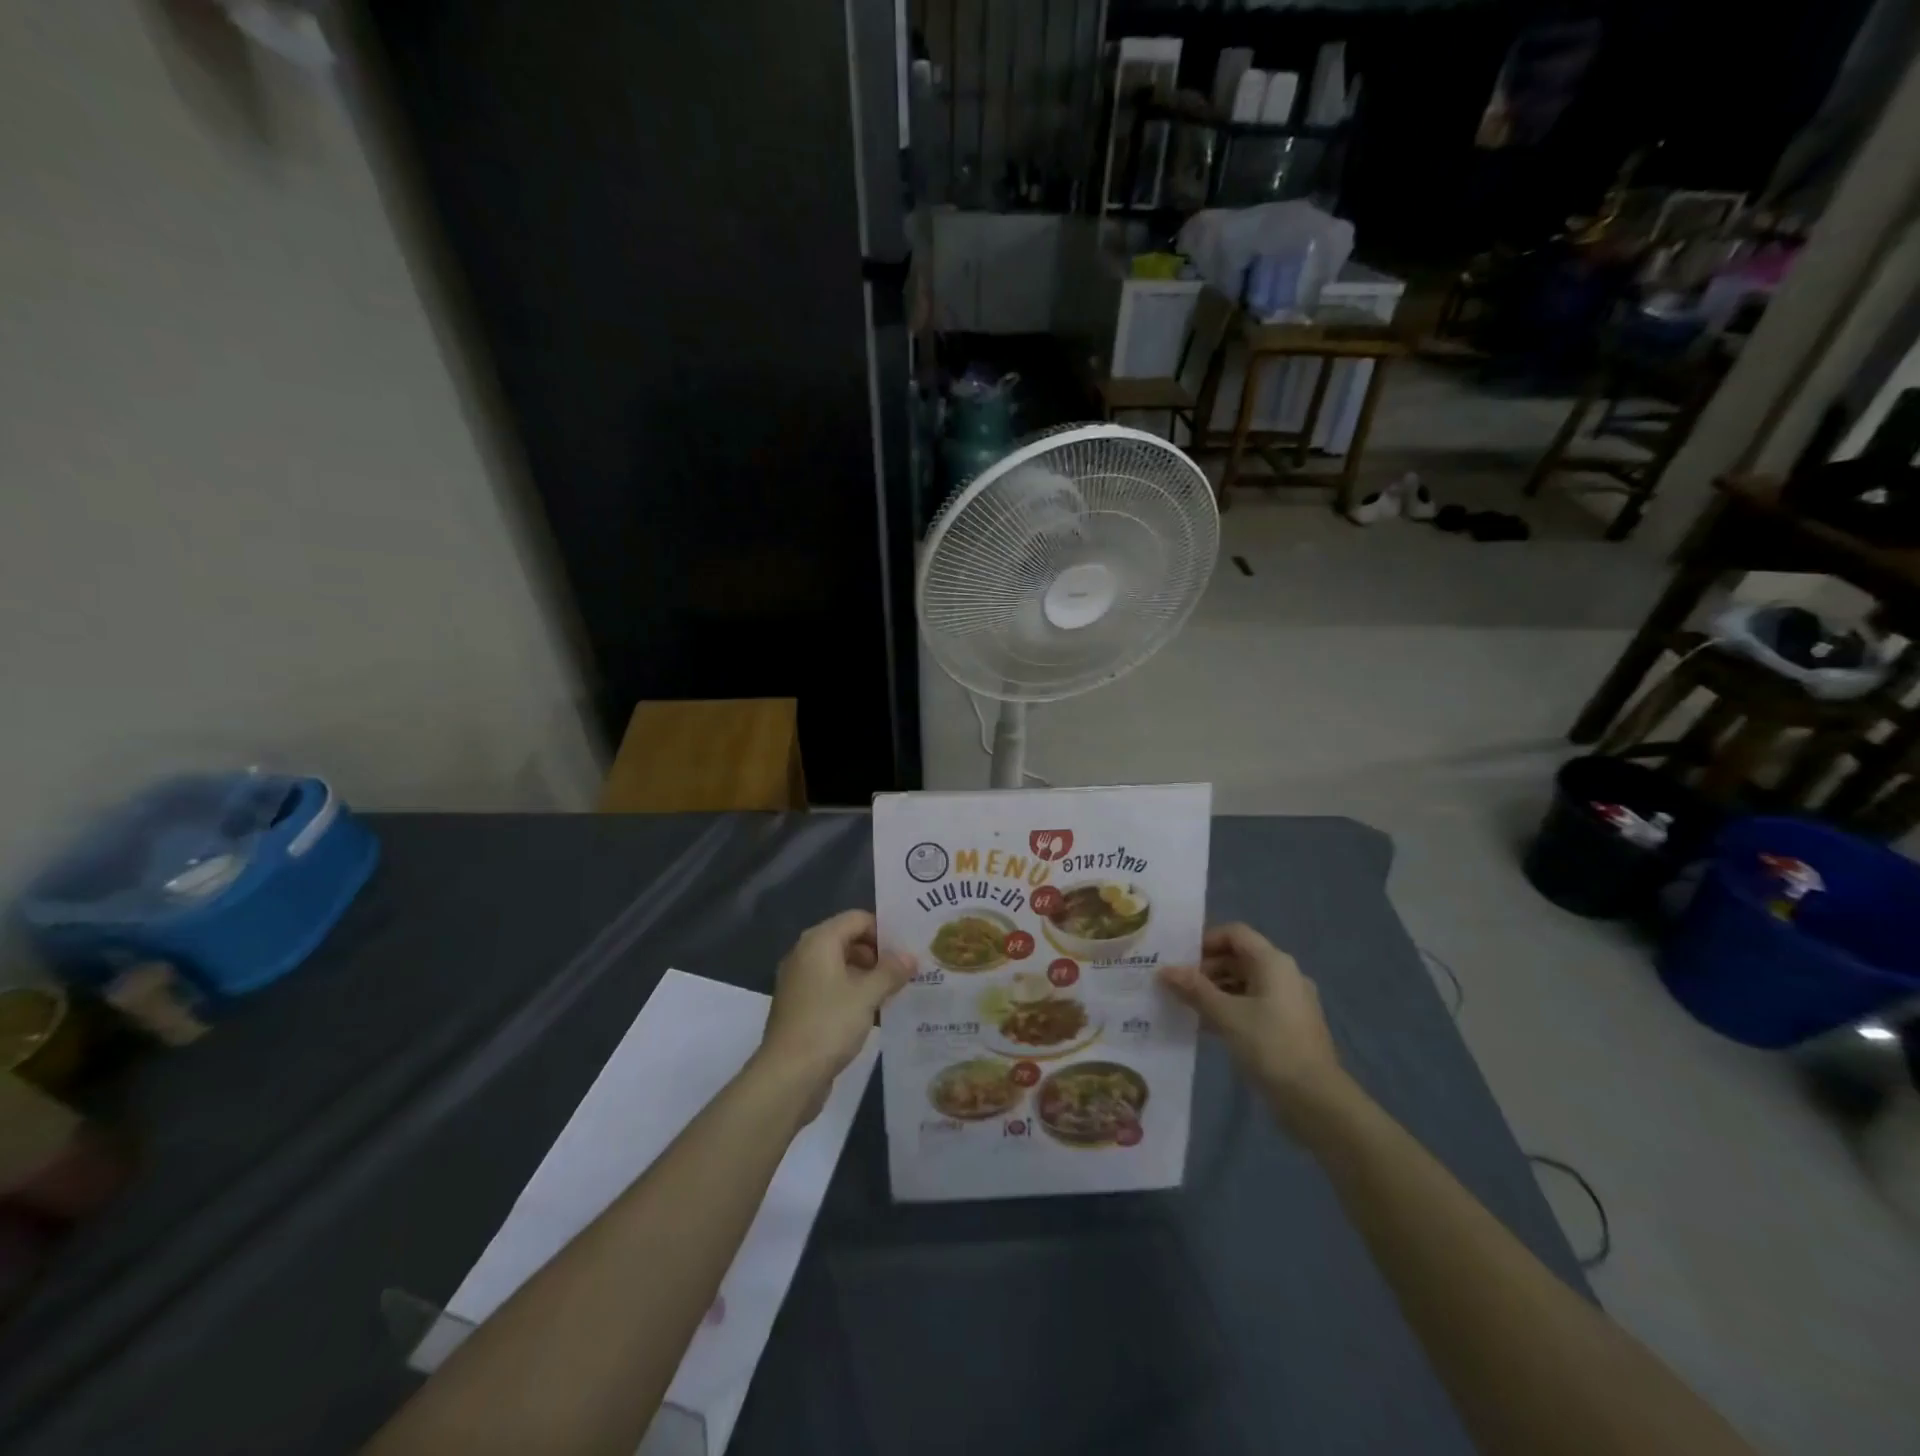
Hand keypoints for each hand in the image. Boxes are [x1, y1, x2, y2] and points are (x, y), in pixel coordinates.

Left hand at [758, 911, 912, 1114]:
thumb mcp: (867, 995)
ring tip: (898, 991)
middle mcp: (806, 955)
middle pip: (849, 941)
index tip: (908, 950)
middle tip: (908, 971)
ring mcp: (801, 982)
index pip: (857, 919)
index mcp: (818, 942)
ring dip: (869, 977)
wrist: (787, 1077)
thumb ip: (891, 971)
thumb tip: (909, 956)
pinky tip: (877, 1012)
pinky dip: (854, 994)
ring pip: (842, 967)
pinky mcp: (801, 1007)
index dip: (884, 930)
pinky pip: (833, 989)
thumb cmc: (828, 1025)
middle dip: (879, 954)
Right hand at [1158, 923, 1350, 1129]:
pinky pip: (1254, 1005)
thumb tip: (1165, 970)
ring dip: (1215, 991)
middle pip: (1239, 957)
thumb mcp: (1226, 1015)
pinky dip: (1231, 1009)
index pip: (1235, 933)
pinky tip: (1208, 1026)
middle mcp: (1284, 975)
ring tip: (1187, 1006)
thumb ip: (1194, 989)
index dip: (1205, 941)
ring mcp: (1290, 1002)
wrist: (1316, 1101)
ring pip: (1245, 983)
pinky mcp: (1289, 1026)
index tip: (1180, 960)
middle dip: (1206, 968)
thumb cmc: (1270, 1046)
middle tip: (1177, 985)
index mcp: (1273, 962)